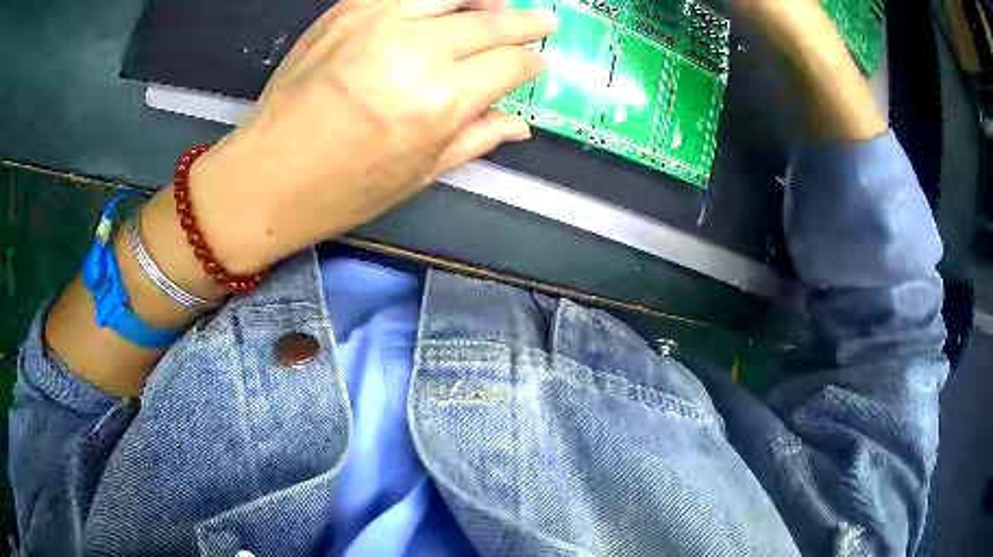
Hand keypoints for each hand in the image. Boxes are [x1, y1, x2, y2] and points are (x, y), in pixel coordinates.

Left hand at [185, 0, 557, 273]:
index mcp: (439, 101)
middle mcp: (415, 50)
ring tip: (497, 8)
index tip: (535, 65)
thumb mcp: (419, 174)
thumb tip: (521, 123)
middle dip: (525, 23)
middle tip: (543, 22)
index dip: (530, 64)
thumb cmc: (342, 189)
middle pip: (491, 22)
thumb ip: (476, 138)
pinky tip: (444, 7)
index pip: (509, 64)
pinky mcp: (347, 10)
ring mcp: (378, 21)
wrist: (266, 174)